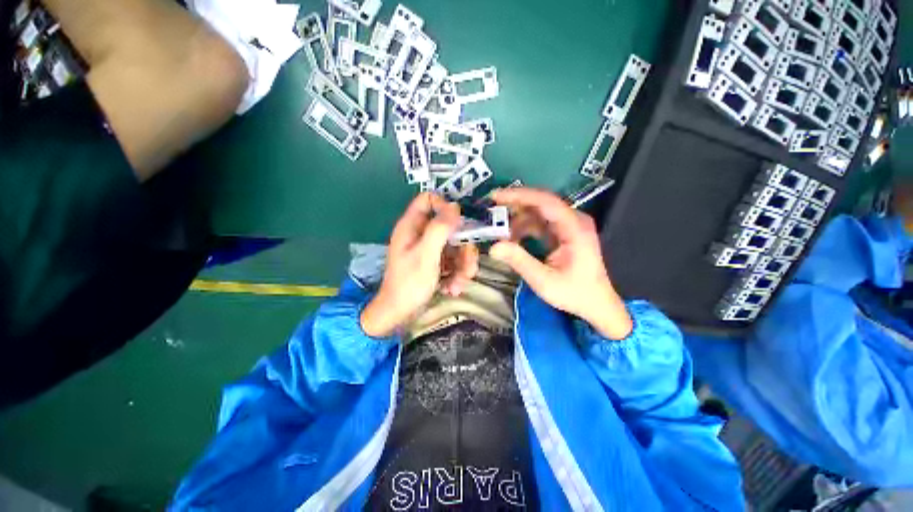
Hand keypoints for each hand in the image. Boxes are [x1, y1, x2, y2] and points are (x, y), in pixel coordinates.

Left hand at [361, 193, 478, 337]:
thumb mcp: (426, 254)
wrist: (400, 314)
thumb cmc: (409, 283)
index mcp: (412, 226)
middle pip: (450, 227)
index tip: (458, 224)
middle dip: (463, 247)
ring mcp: (429, 250)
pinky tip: (452, 289)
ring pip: (456, 246)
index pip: (428, 199)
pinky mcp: (436, 263)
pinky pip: (454, 261)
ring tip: (458, 284)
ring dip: (463, 266)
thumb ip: (440, 229)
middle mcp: (421, 234)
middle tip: (467, 265)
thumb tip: (455, 206)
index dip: (445, 206)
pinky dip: (457, 275)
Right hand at [490, 188, 632, 339]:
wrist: (596, 304)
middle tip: (491, 210)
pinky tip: (511, 239)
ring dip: (517, 220)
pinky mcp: (562, 233)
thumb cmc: (574, 293)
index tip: (495, 197)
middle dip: (514, 205)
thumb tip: (494, 247)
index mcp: (574, 228)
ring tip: (499, 232)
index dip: (519, 196)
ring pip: (537, 213)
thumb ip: (519, 261)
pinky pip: (539, 223)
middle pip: (540, 203)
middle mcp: (573, 220)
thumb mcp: (544, 281)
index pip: (545, 201)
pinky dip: (523, 229)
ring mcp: (568, 226)